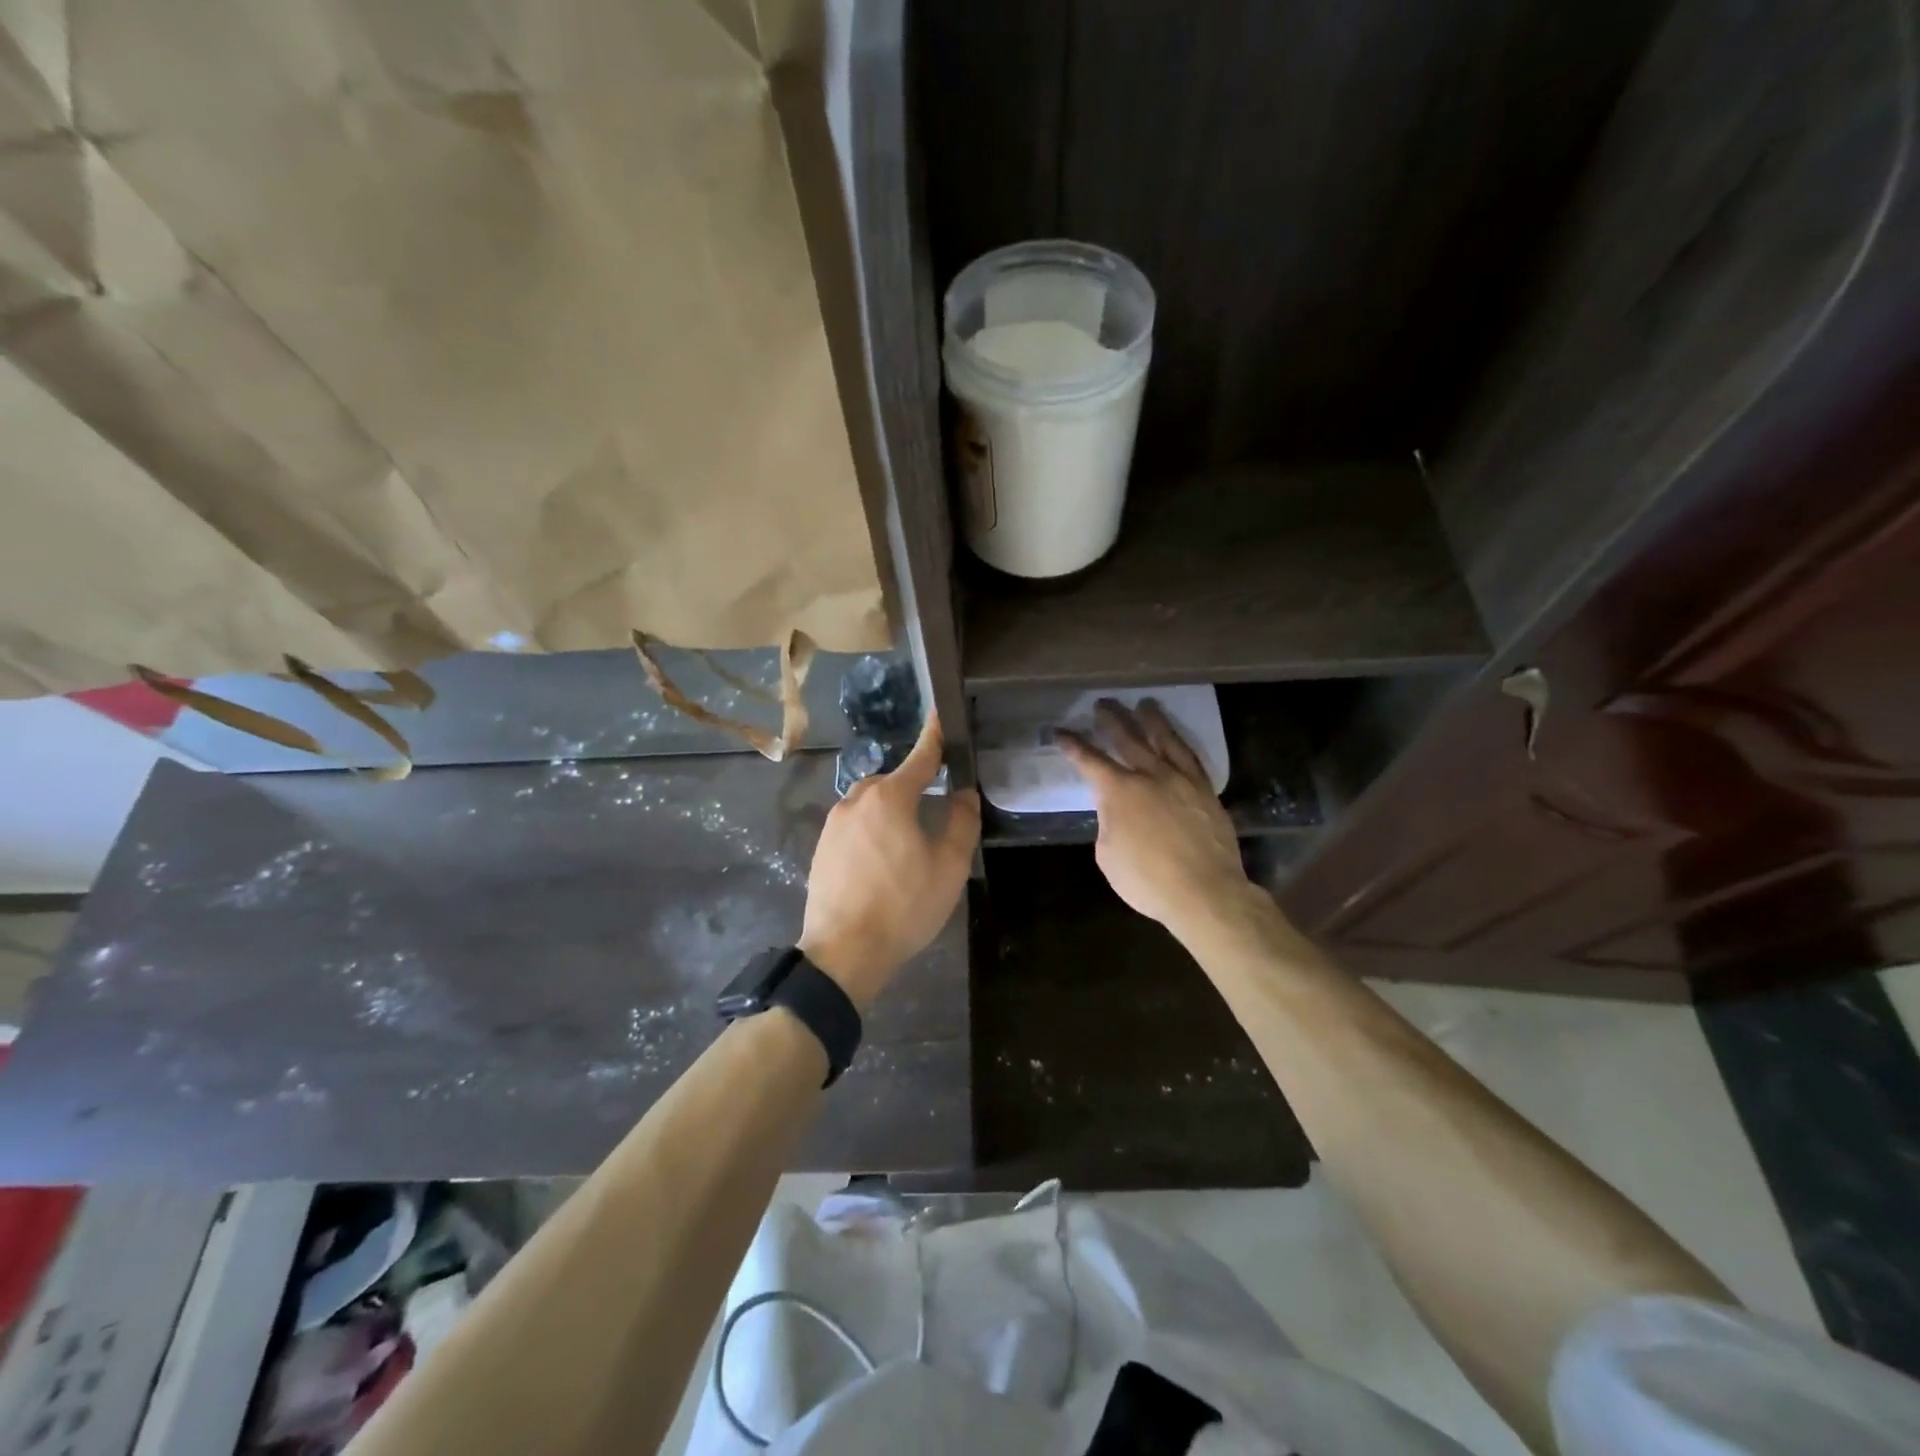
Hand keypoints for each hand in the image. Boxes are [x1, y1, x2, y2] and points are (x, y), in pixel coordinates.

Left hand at [800, 715, 980, 1008]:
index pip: (921, 757)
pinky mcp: (822, 848)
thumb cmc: (903, 906)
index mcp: (890, 798)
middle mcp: (856, 800)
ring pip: (872, 805)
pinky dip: (873, 832)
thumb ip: (961, 822)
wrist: (843, 952)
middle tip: (936, 817)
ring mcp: (834, 824)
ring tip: (909, 847)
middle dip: (915, 789)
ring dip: (892, 813)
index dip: (935, 735)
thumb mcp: (948, 866)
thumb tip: (964, 794)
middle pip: (894, 782)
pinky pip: (855, 826)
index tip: (940, 713)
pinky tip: (883, 863)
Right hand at [1058, 700, 1251, 938]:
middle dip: (1111, 720)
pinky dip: (1180, 743)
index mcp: (1119, 791)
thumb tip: (1116, 811)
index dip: (1072, 745)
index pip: (1089, 761)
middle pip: (1127, 739)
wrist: (1205, 893)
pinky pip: (1191, 757)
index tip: (1060, 732)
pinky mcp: (1205, 791)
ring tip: (1144, 704)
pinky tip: (1175, 739)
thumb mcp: (1108, 855)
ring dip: (1151, 720)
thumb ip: (1109, 823)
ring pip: (1164, 740)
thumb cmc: (1147, 881)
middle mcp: (1150, 776)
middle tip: (1102, 704)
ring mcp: (1182, 780)